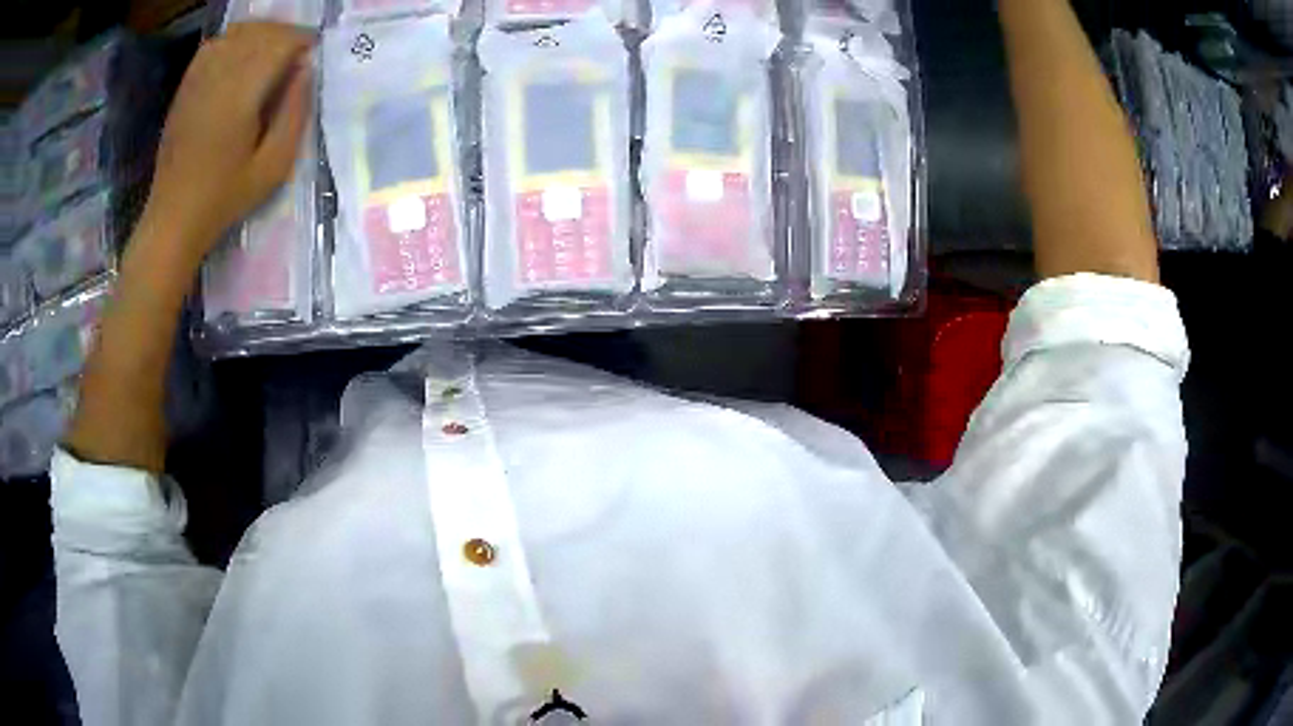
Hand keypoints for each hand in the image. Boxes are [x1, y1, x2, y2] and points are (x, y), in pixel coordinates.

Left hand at [143, 22, 314, 266]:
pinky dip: (233, 41)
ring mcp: (198, 80)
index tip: (312, 55)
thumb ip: (295, 114)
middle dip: (284, 34)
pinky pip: (214, 45)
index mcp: (241, 96)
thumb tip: (305, 71)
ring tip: (272, 51)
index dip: (302, 41)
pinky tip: (241, 56)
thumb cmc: (225, 197)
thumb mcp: (274, 167)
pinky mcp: (186, 87)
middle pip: (260, 32)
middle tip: (297, 52)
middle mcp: (219, 77)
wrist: (174, 217)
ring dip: (260, 34)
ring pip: (237, 33)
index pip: (280, 43)